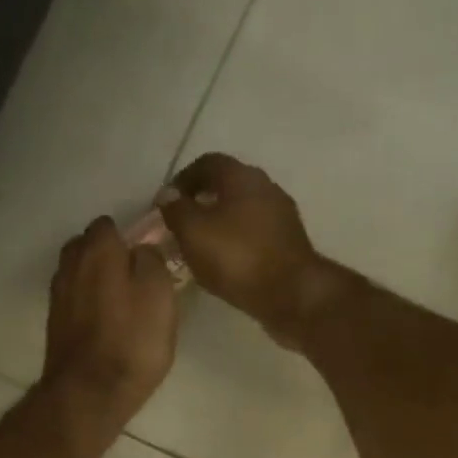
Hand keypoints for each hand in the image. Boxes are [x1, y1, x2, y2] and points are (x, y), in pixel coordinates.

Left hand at [42, 217, 178, 428]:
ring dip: (96, 278)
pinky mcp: (55, 322)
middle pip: (87, 245)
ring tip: (122, 300)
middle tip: (135, 276)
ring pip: (78, 272)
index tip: (147, 255)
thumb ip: (152, 261)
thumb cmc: (132, 340)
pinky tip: (106, 321)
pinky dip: (87, 301)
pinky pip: (74, 298)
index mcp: (98, 250)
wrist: (90, 393)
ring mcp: (58, 294)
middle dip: (107, 254)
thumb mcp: (160, 294)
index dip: (129, 236)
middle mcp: (70, 264)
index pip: (109, 224)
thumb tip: (142, 250)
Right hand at [158, 154, 339, 348]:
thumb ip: (176, 209)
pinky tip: (224, 261)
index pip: (207, 163)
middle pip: (227, 185)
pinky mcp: (289, 242)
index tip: (165, 203)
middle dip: (201, 201)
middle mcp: (266, 187)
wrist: (292, 295)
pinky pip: (254, 232)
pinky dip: (236, 240)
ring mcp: (282, 215)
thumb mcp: (193, 232)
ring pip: (242, 210)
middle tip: (179, 225)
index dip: (182, 179)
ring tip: (199, 246)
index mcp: (242, 177)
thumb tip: (168, 195)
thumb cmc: (238, 257)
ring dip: (219, 222)